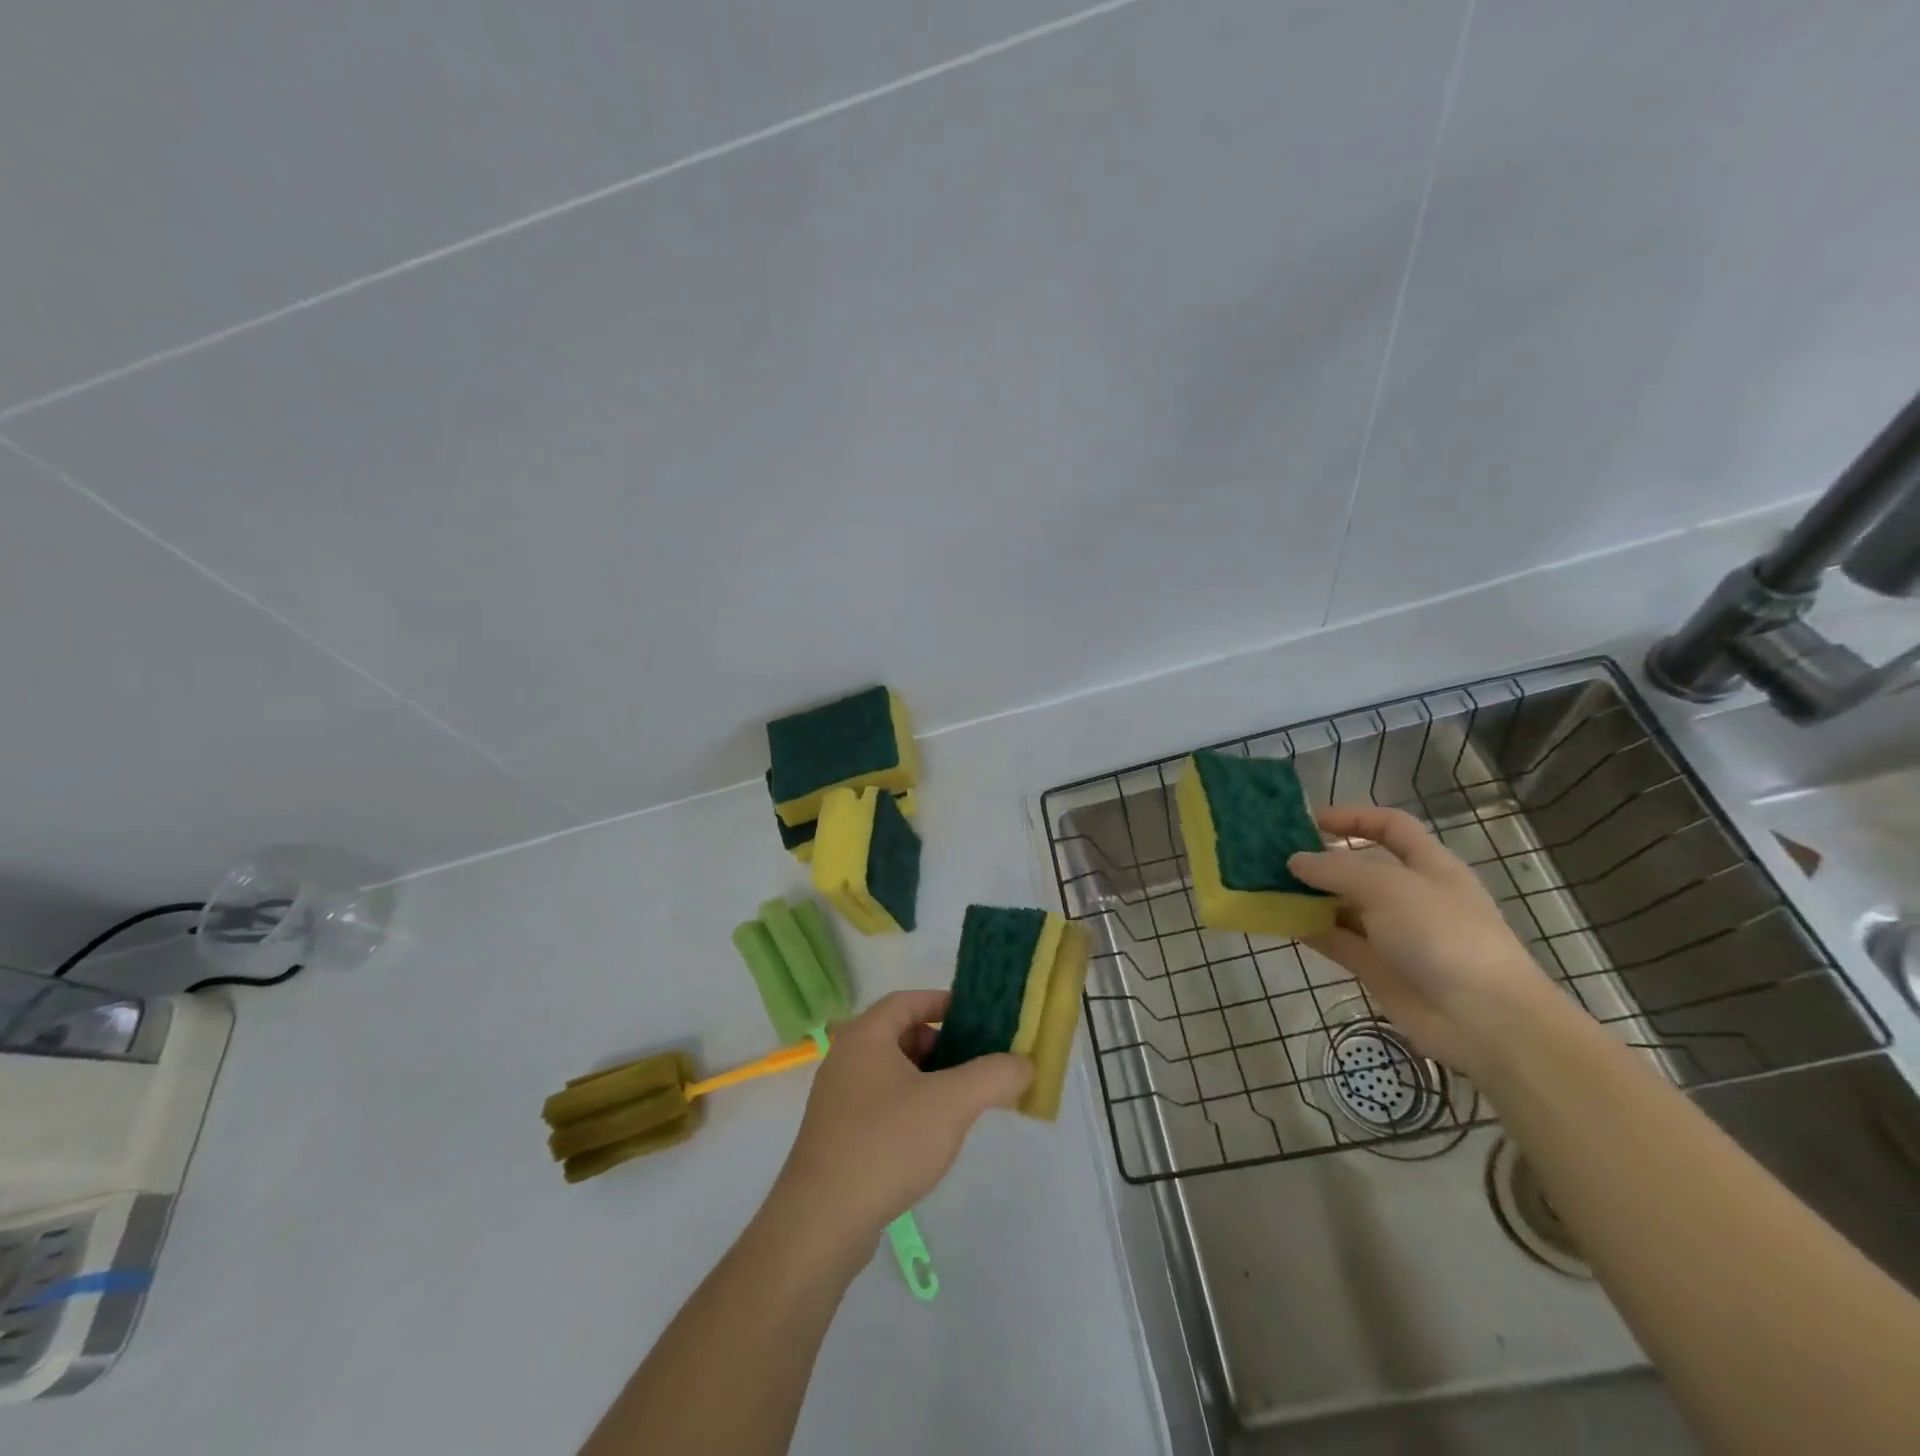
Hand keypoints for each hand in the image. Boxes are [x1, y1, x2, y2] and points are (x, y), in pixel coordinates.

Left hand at [771, 991, 1030, 1250]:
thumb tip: (1024, 1063)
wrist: (821, 1222)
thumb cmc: (886, 1143)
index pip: (908, 1000)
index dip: (944, 1003)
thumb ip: (993, 1076)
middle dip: (941, 1045)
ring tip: (961, 1103)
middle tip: (976, 1064)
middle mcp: (845, 1058)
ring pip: (892, 1072)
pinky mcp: (837, 1135)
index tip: (978, 1020)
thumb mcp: (951, 1103)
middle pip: (901, 1035)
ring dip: (927, 1079)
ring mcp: (837, 1098)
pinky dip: (909, 1106)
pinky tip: (930, 1138)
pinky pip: (881, 1103)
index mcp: (864, 1036)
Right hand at [1287, 805, 1555, 1076]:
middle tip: (1274, 855)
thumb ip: (1336, 870)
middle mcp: (1409, 895)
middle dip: (1320, 859)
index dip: (1354, 818)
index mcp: (1428, 866)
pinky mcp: (1375, 967)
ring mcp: (1392, 933)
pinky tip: (1279, 920)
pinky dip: (1308, 929)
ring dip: (1308, 895)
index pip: (1391, 827)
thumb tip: (1294, 861)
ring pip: (1341, 905)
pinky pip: (1335, 940)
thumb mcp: (1388, 888)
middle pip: (1359, 867)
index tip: (1311, 821)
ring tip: (1266, 885)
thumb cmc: (1444, 935)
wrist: (1483, 1020)